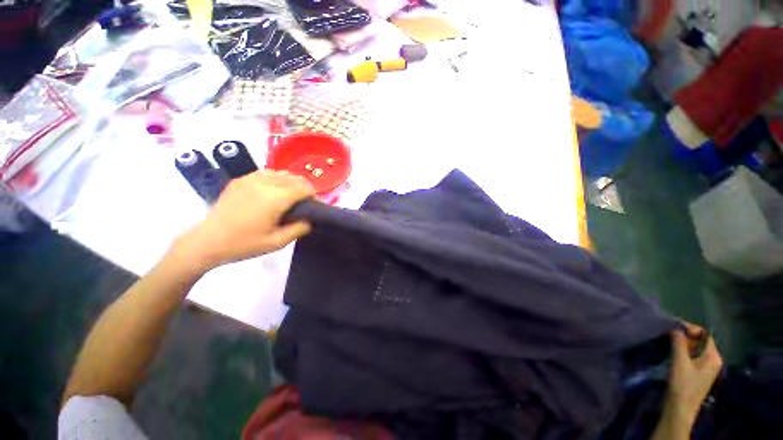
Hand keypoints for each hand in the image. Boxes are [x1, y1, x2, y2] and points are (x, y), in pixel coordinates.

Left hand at [173, 170, 314, 271]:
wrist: (207, 241)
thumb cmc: (244, 244)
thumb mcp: (277, 242)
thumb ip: (299, 229)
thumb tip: (311, 219)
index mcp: (275, 198)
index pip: (303, 188)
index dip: (313, 195)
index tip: (315, 206)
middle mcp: (264, 183)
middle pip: (294, 178)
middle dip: (305, 188)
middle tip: (305, 203)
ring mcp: (250, 179)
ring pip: (281, 173)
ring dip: (292, 182)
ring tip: (292, 196)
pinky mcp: (241, 180)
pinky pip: (267, 173)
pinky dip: (277, 179)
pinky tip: (274, 191)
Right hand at [663, 322, 722, 429]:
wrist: (680, 409)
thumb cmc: (683, 384)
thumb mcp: (680, 362)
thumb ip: (679, 343)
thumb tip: (675, 326)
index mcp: (713, 357)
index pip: (704, 334)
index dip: (689, 328)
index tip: (672, 326)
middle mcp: (713, 360)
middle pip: (700, 341)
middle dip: (685, 336)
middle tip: (667, 333)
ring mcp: (706, 368)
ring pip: (695, 349)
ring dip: (682, 344)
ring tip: (667, 341)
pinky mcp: (698, 373)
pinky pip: (692, 356)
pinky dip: (683, 352)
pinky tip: (672, 353)